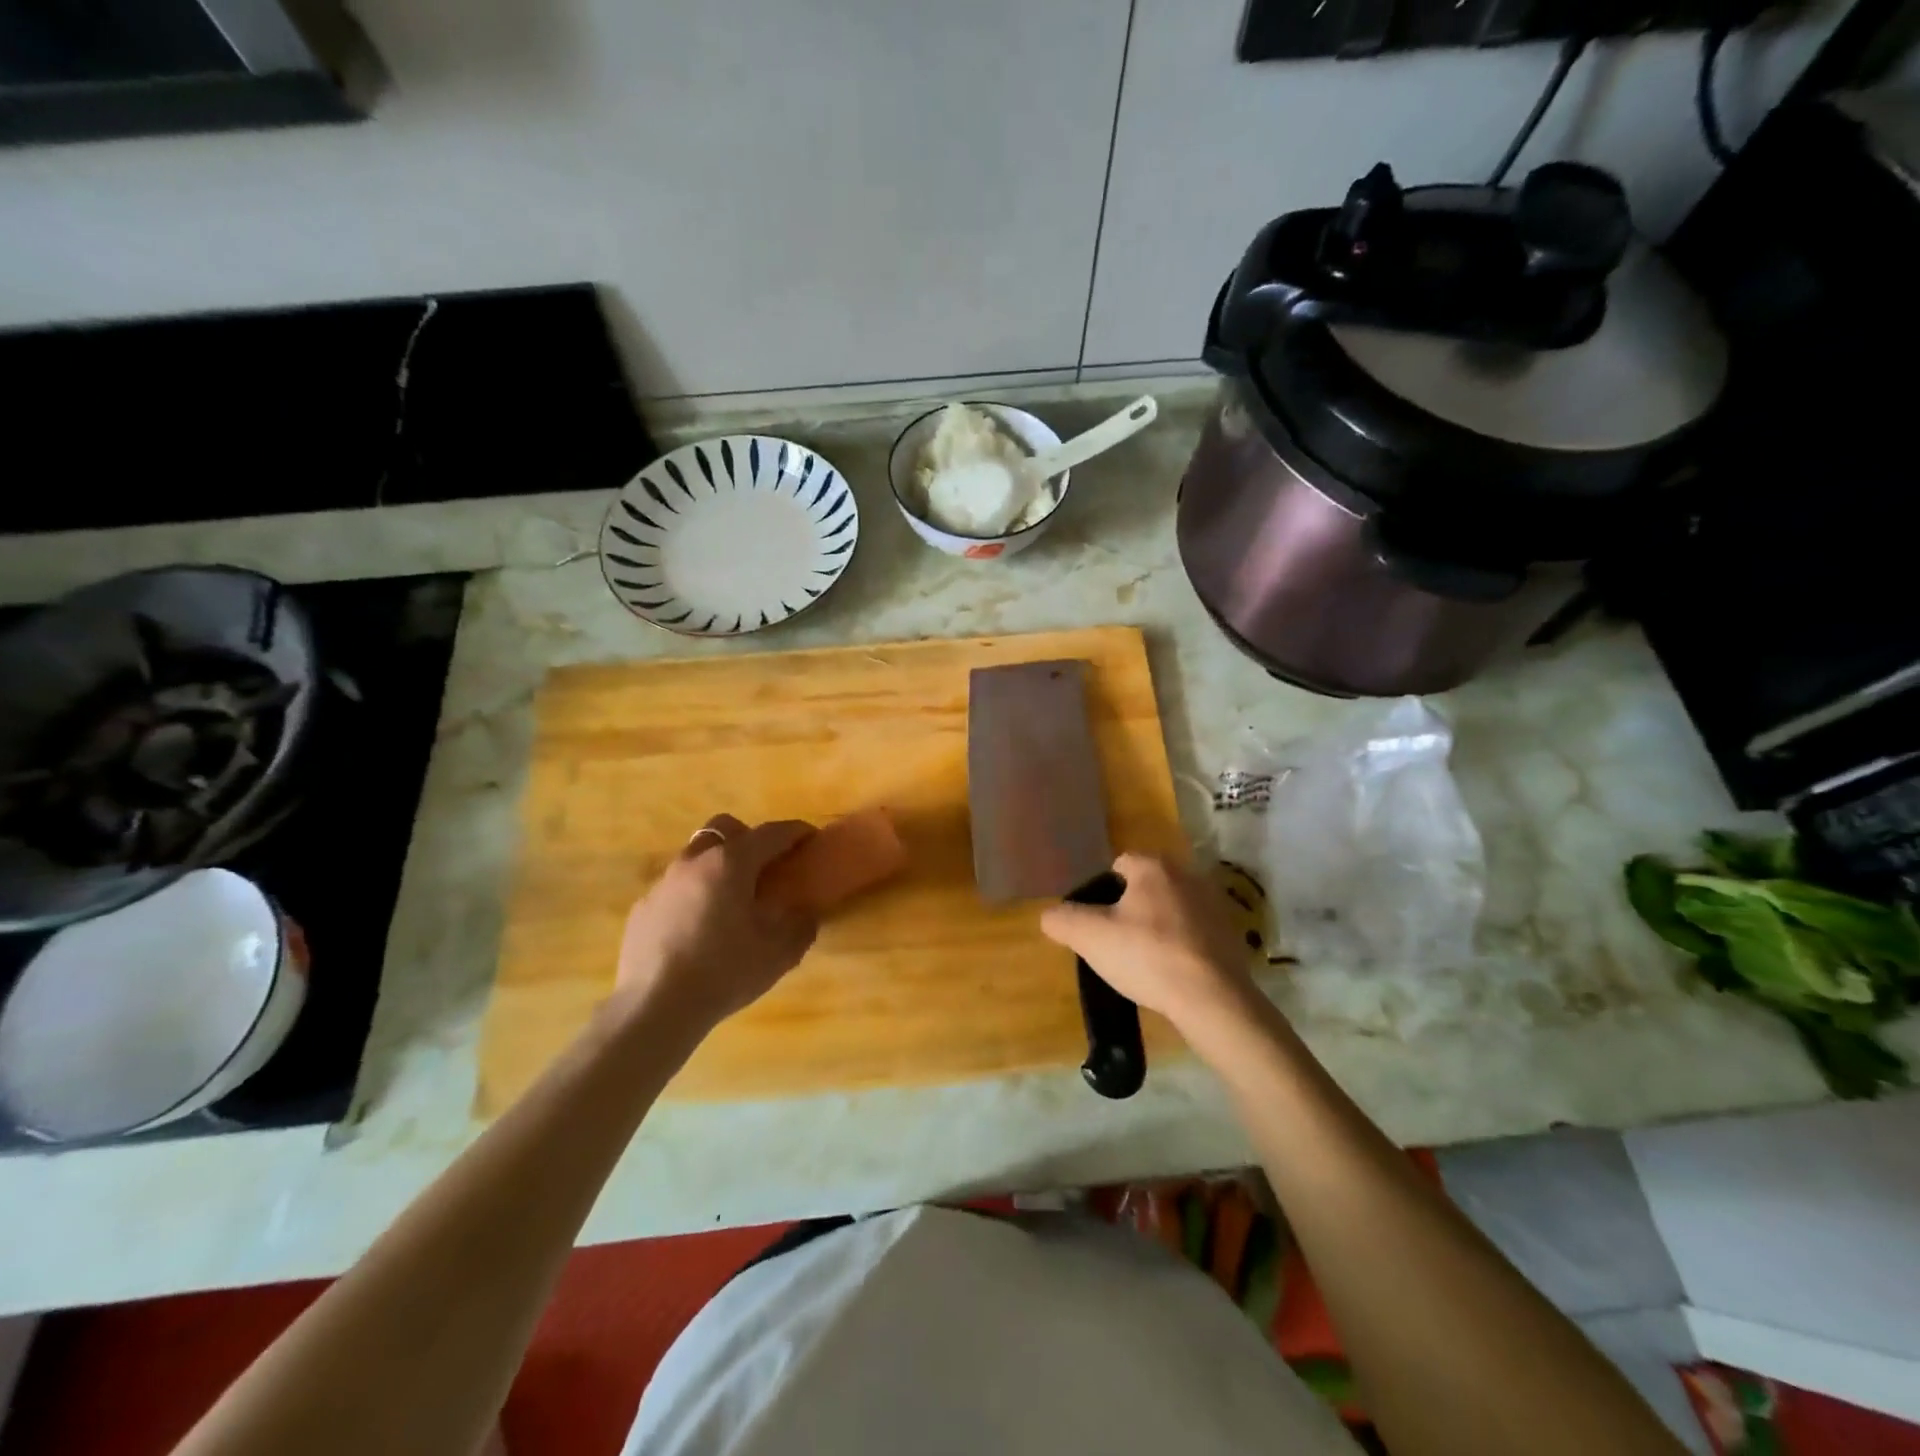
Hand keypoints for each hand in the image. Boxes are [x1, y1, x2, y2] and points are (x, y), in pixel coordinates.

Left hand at [613, 814, 819, 1031]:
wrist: (654, 1008)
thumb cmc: (724, 972)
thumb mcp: (779, 953)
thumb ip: (801, 925)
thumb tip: (806, 913)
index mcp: (731, 863)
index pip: (771, 833)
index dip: (795, 831)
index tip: (811, 837)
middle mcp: (695, 861)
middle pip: (724, 828)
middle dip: (749, 837)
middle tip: (766, 864)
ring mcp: (663, 882)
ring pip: (696, 856)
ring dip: (719, 865)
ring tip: (732, 898)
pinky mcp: (643, 907)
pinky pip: (676, 886)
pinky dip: (694, 893)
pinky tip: (700, 926)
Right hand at [1041, 854, 1264, 1048]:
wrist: (1211, 999)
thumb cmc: (1146, 956)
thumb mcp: (1089, 937)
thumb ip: (1062, 920)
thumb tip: (1050, 915)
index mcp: (1154, 867)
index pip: (1119, 865)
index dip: (1102, 892)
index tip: (1096, 922)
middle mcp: (1187, 875)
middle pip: (1147, 886)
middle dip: (1131, 908)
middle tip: (1116, 942)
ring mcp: (1214, 905)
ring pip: (1171, 909)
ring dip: (1158, 927)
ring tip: (1144, 961)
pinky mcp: (1231, 935)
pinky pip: (1194, 933)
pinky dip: (1181, 946)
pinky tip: (1172, 972)